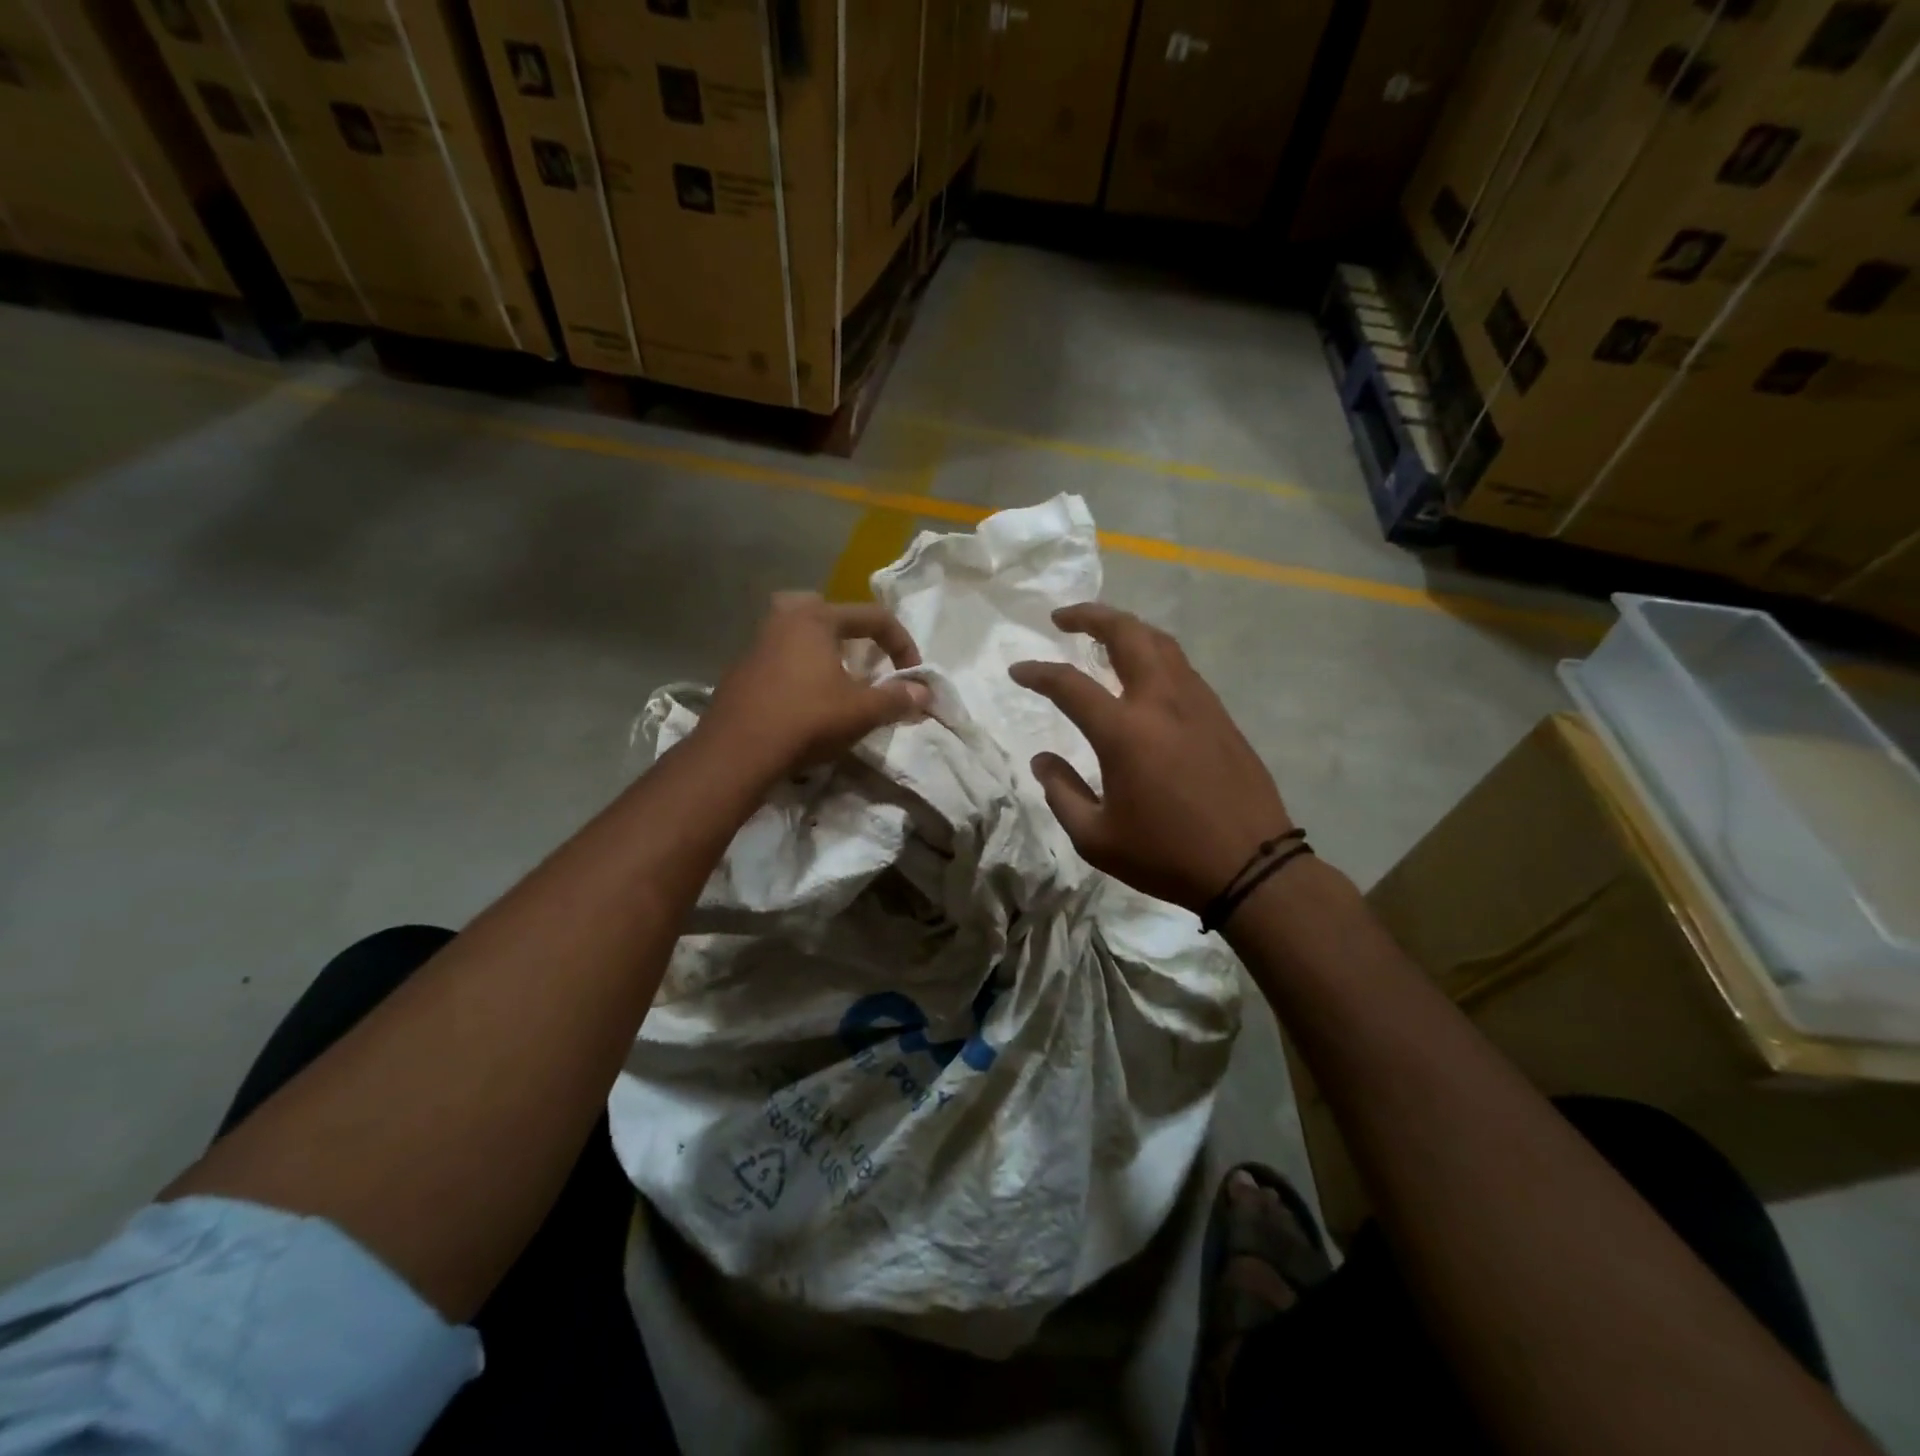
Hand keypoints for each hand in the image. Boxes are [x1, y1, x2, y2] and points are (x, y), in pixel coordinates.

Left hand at [703, 593, 930, 777]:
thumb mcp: (861, 711)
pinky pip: (781, 658)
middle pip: (827, 612)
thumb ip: (897, 698)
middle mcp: (783, 620)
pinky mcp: (741, 671)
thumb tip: (924, 691)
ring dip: (825, 653)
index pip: (874, 617)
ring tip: (840, 683)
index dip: (902, 644)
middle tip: (864, 658)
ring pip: (800, 635)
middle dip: (852, 632)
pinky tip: (807, 702)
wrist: (737, 753)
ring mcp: (757, 644)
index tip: (913, 676)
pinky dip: (801, 670)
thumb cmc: (806, 720)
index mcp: (815, 618)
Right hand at [1009, 604, 1291, 912]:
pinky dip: (1154, 654)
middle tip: (1063, 617)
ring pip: (1160, 642)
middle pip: (1127, 633)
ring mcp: (1197, 703)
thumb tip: (1043, 760)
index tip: (1018, 670)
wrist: (1250, 866)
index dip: (1038, 672)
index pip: (1069, 684)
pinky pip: (1181, 667)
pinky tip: (1144, 674)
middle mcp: (1161, 702)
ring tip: (1103, 635)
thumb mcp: (1096, 839)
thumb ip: (1062, 793)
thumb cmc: (1167, 855)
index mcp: (1125, 732)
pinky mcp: (1220, 714)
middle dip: (1091, 615)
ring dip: (1127, 629)